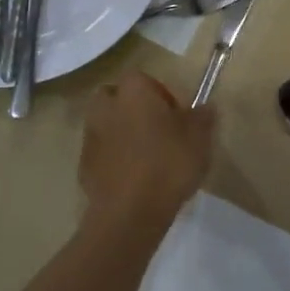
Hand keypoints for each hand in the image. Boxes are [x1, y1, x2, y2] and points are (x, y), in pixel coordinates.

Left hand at [79, 71, 214, 220]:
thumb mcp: (200, 138)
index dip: (160, 94)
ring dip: (122, 134)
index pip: (143, 79)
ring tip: (147, 158)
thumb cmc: (169, 163)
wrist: (130, 212)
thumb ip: (203, 118)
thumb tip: (205, 107)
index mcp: (133, 92)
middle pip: (116, 98)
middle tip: (157, 131)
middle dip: (133, 109)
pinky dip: (114, 160)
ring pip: (107, 125)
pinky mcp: (83, 166)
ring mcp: (90, 137)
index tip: (176, 115)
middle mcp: (106, 107)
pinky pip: (102, 154)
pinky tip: (134, 179)